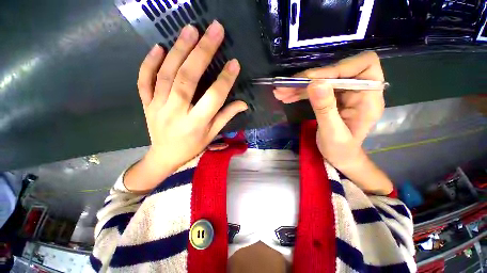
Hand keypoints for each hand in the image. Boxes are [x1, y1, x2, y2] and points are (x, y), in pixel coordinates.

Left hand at [125, 21, 246, 191]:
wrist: (164, 156)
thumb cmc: (192, 146)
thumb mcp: (212, 134)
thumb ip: (226, 116)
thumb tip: (243, 104)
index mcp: (196, 123)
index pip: (213, 98)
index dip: (224, 80)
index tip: (234, 63)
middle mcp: (176, 113)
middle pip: (188, 79)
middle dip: (201, 53)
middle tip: (213, 31)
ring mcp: (157, 106)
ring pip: (167, 75)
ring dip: (179, 50)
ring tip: (191, 30)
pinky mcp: (146, 103)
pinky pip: (144, 81)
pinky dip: (149, 63)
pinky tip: (159, 47)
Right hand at [273, 51, 384, 144]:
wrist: (339, 157)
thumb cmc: (341, 150)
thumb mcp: (332, 133)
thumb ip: (325, 109)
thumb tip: (315, 84)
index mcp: (370, 97)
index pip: (363, 65)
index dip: (337, 68)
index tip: (311, 80)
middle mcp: (360, 89)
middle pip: (336, 71)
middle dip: (309, 78)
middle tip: (286, 86)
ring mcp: (345, 93)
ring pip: (322, 80)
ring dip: (300, 86)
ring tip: (281, 92)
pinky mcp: (332, 97)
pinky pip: (316, 89)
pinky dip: (300, 92)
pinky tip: (287, 96)